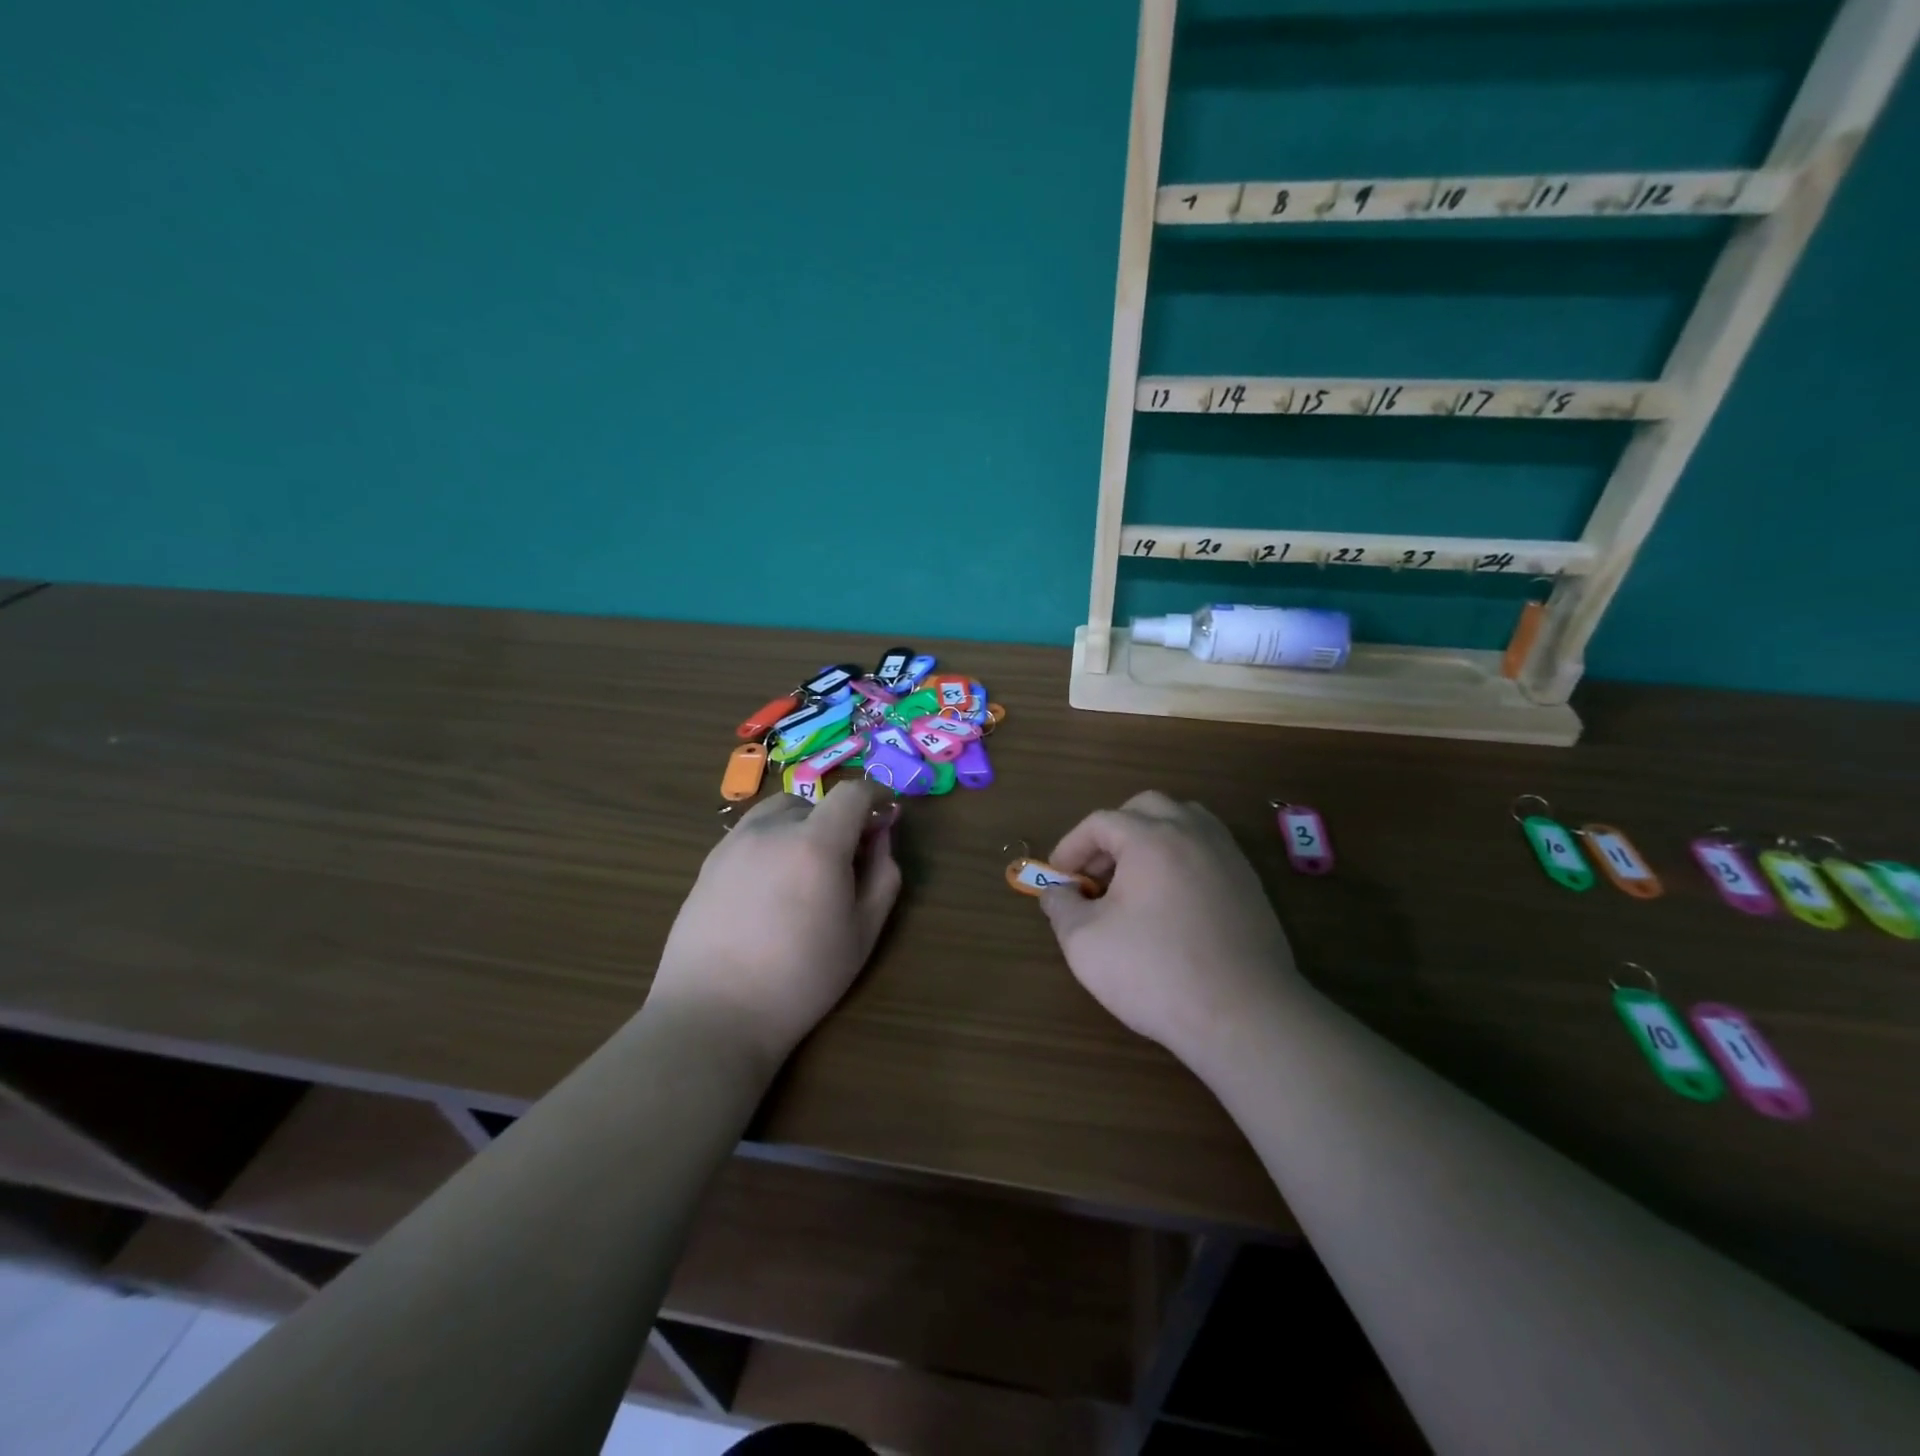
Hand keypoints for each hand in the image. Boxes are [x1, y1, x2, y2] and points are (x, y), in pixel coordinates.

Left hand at [649, 781, 901, 1066]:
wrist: (714, 1013)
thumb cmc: (802, 978)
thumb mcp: (863, 931)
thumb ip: (882, 874)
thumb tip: (881, 836)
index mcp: (816, 842)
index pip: (853, 793)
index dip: (876, 795)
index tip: (886, 815)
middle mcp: (772, 829)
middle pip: (815, 803)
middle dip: (839, 820)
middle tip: (848, 859)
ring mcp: (734, 842)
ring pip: (779, 813)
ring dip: (803, 825)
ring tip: (806, 869)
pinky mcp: (709, 862)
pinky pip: (751, 834)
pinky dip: (773, 841)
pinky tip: (771, 886)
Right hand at [1041, 792, 1305, 1065]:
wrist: (1244, 1016)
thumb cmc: (1156, 973)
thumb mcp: (1085, 943)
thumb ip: (1061, 907)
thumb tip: (1056, 891)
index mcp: (1151, 838)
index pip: (1100, 822)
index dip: (1071, 847)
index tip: (1057, 879)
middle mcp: (1192, 833)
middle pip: (1145, 808)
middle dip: (1112, 833)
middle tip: (1096, 875)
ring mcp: (1227, 855)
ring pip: (1183, 820)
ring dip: (1150, 838)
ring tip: (1133, 880)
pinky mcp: (1249, 882)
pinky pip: (1207, 848)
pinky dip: (1180, 858)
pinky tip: (1170, 900)